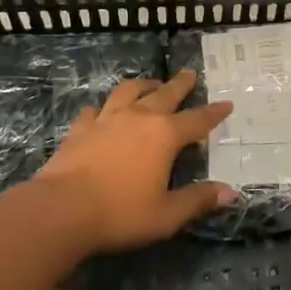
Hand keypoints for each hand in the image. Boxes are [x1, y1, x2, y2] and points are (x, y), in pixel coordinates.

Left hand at [36, 71, 236, 251]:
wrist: (59, 211)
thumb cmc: (120, 213)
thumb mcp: (167, 215)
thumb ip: (198, 200)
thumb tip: (231, 193)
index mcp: (165, 136)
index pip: (197, 120)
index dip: (214, 113)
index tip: (227, 103)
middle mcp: (138, 118)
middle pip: (164, 94)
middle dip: (180, 84)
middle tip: (189, 74)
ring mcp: (106, 120)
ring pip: (128, 92)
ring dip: (143, 85)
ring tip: (150, 84)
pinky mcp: (79, 130)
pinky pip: (94, 111)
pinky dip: (103, 108)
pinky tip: (101, 112)